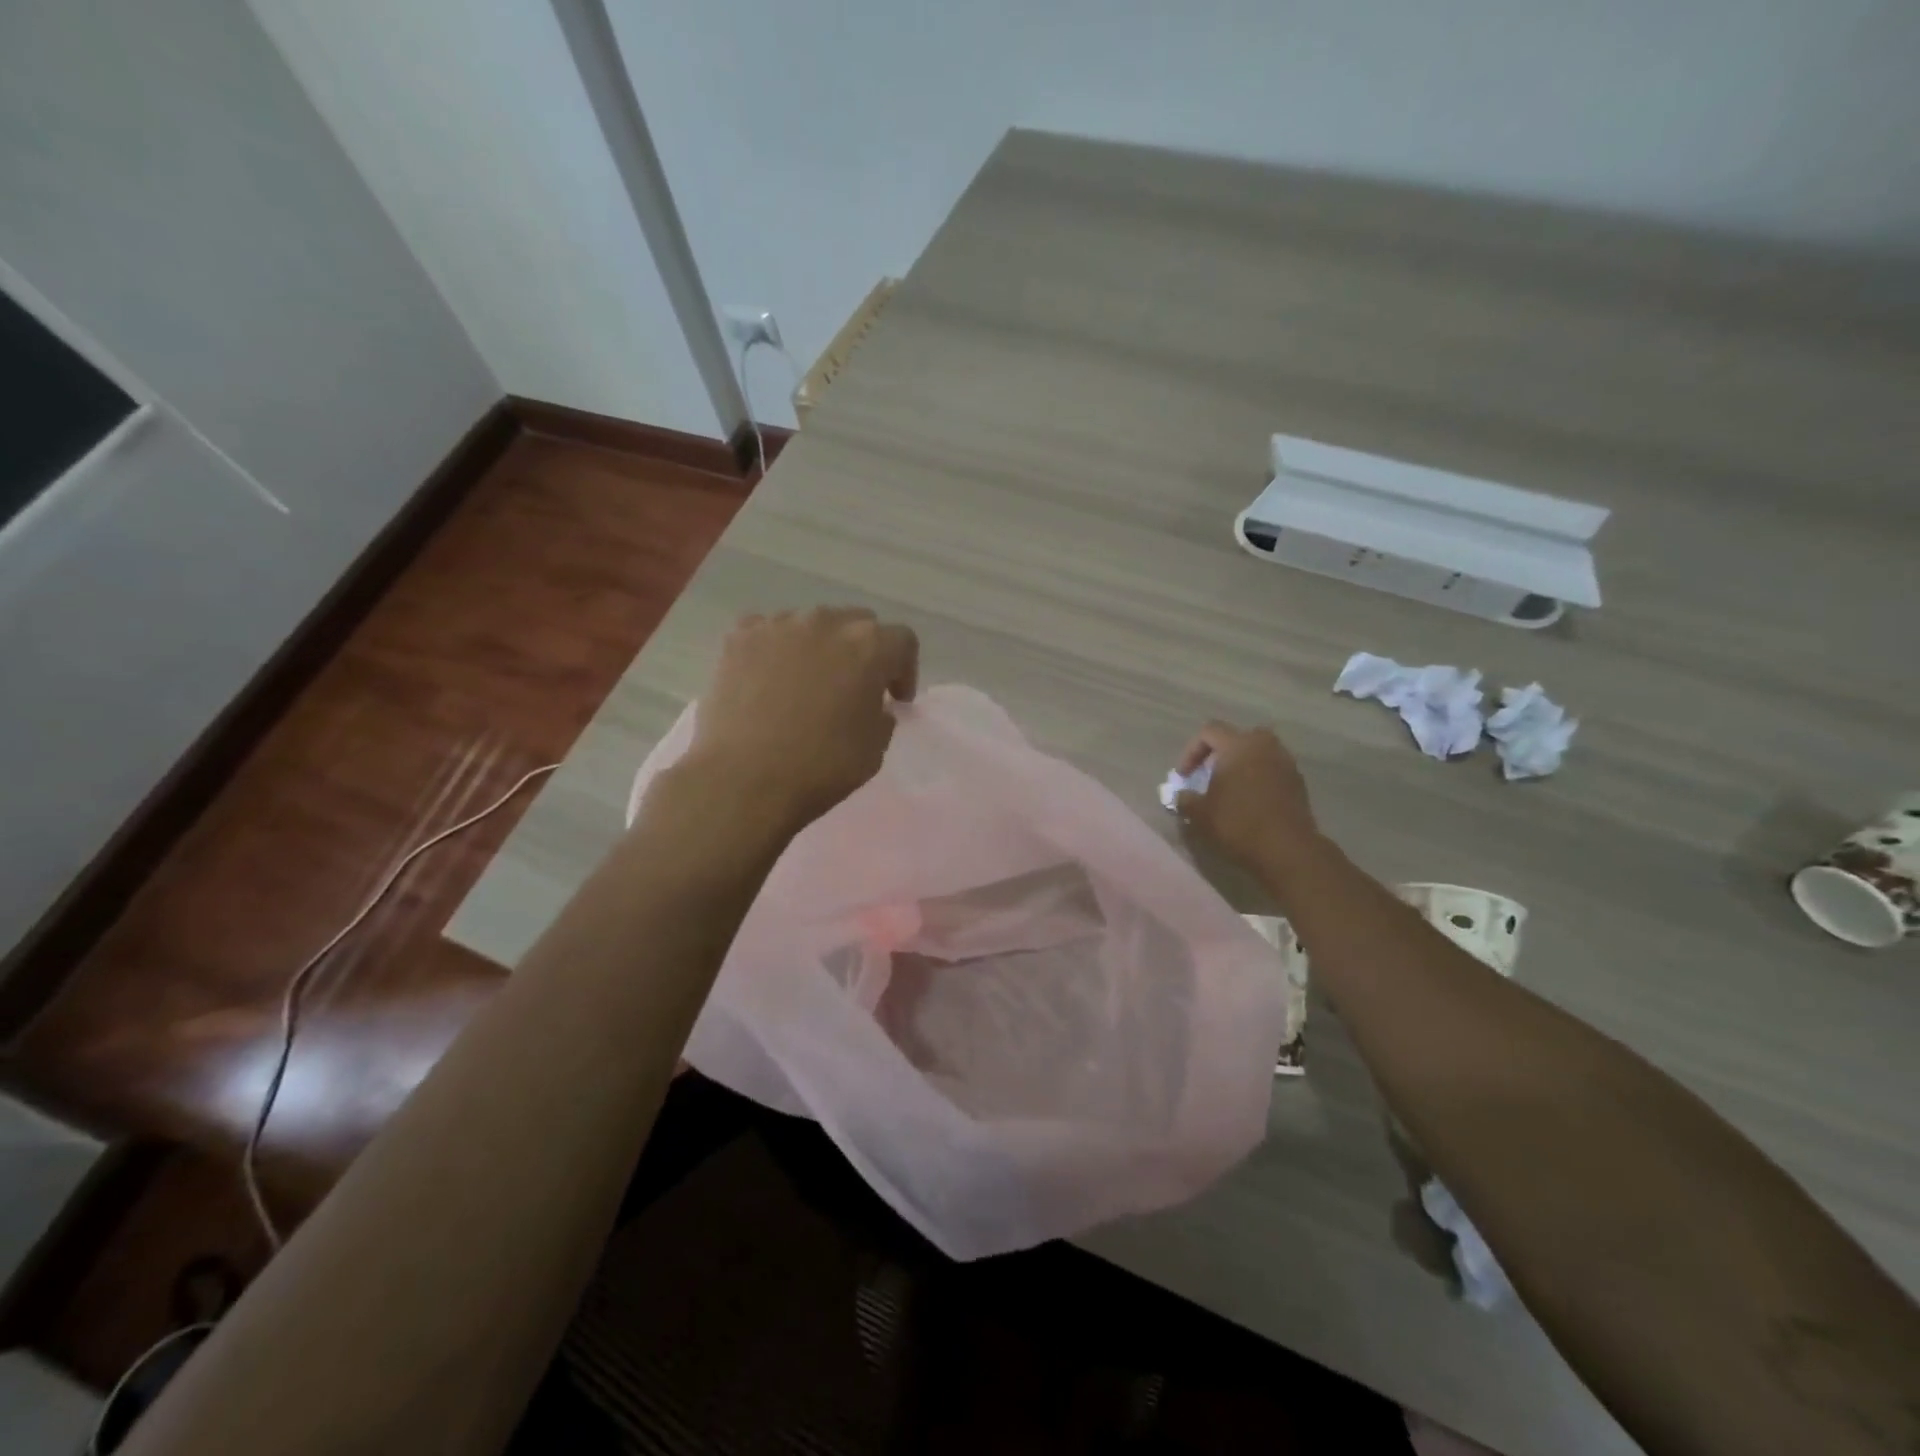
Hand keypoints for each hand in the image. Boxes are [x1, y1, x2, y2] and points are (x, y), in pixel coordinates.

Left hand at [686, 607, 919, 831]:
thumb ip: (882, 716)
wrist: (743, 780)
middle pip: (857, 623)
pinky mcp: (739, 637)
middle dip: (863, 652)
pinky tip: (769, 677)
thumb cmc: (820, 767)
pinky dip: (776, 649)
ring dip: (819, 647)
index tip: (895, 699)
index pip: (902, 641)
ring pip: (811, 624)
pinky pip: (768, 631)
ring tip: (807, 682)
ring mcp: (779, 625)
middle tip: (854, 688)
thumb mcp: (874, 749)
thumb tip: (872, 705)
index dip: (904, 670)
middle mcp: (827, 622)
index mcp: (869, 646)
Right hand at [1173, 721, 1321, 874]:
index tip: (1184, 776)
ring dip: (1241, 765)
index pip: (1209, 731)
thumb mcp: (1199, 813)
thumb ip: (1185, 798)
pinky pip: (1272, 770)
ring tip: (1230, 789)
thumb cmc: (1238, 824)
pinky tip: (1250, 802)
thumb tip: (1182, 794)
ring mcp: (1285, 763)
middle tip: (1209, 774)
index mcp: (1238, 745)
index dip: (1191, 751)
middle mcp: (1264, 746)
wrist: (1287, 849)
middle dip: (1220, 753)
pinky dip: (1259, 778)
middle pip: (1237, 737)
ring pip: (1258, 753)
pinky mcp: (1298, 782)